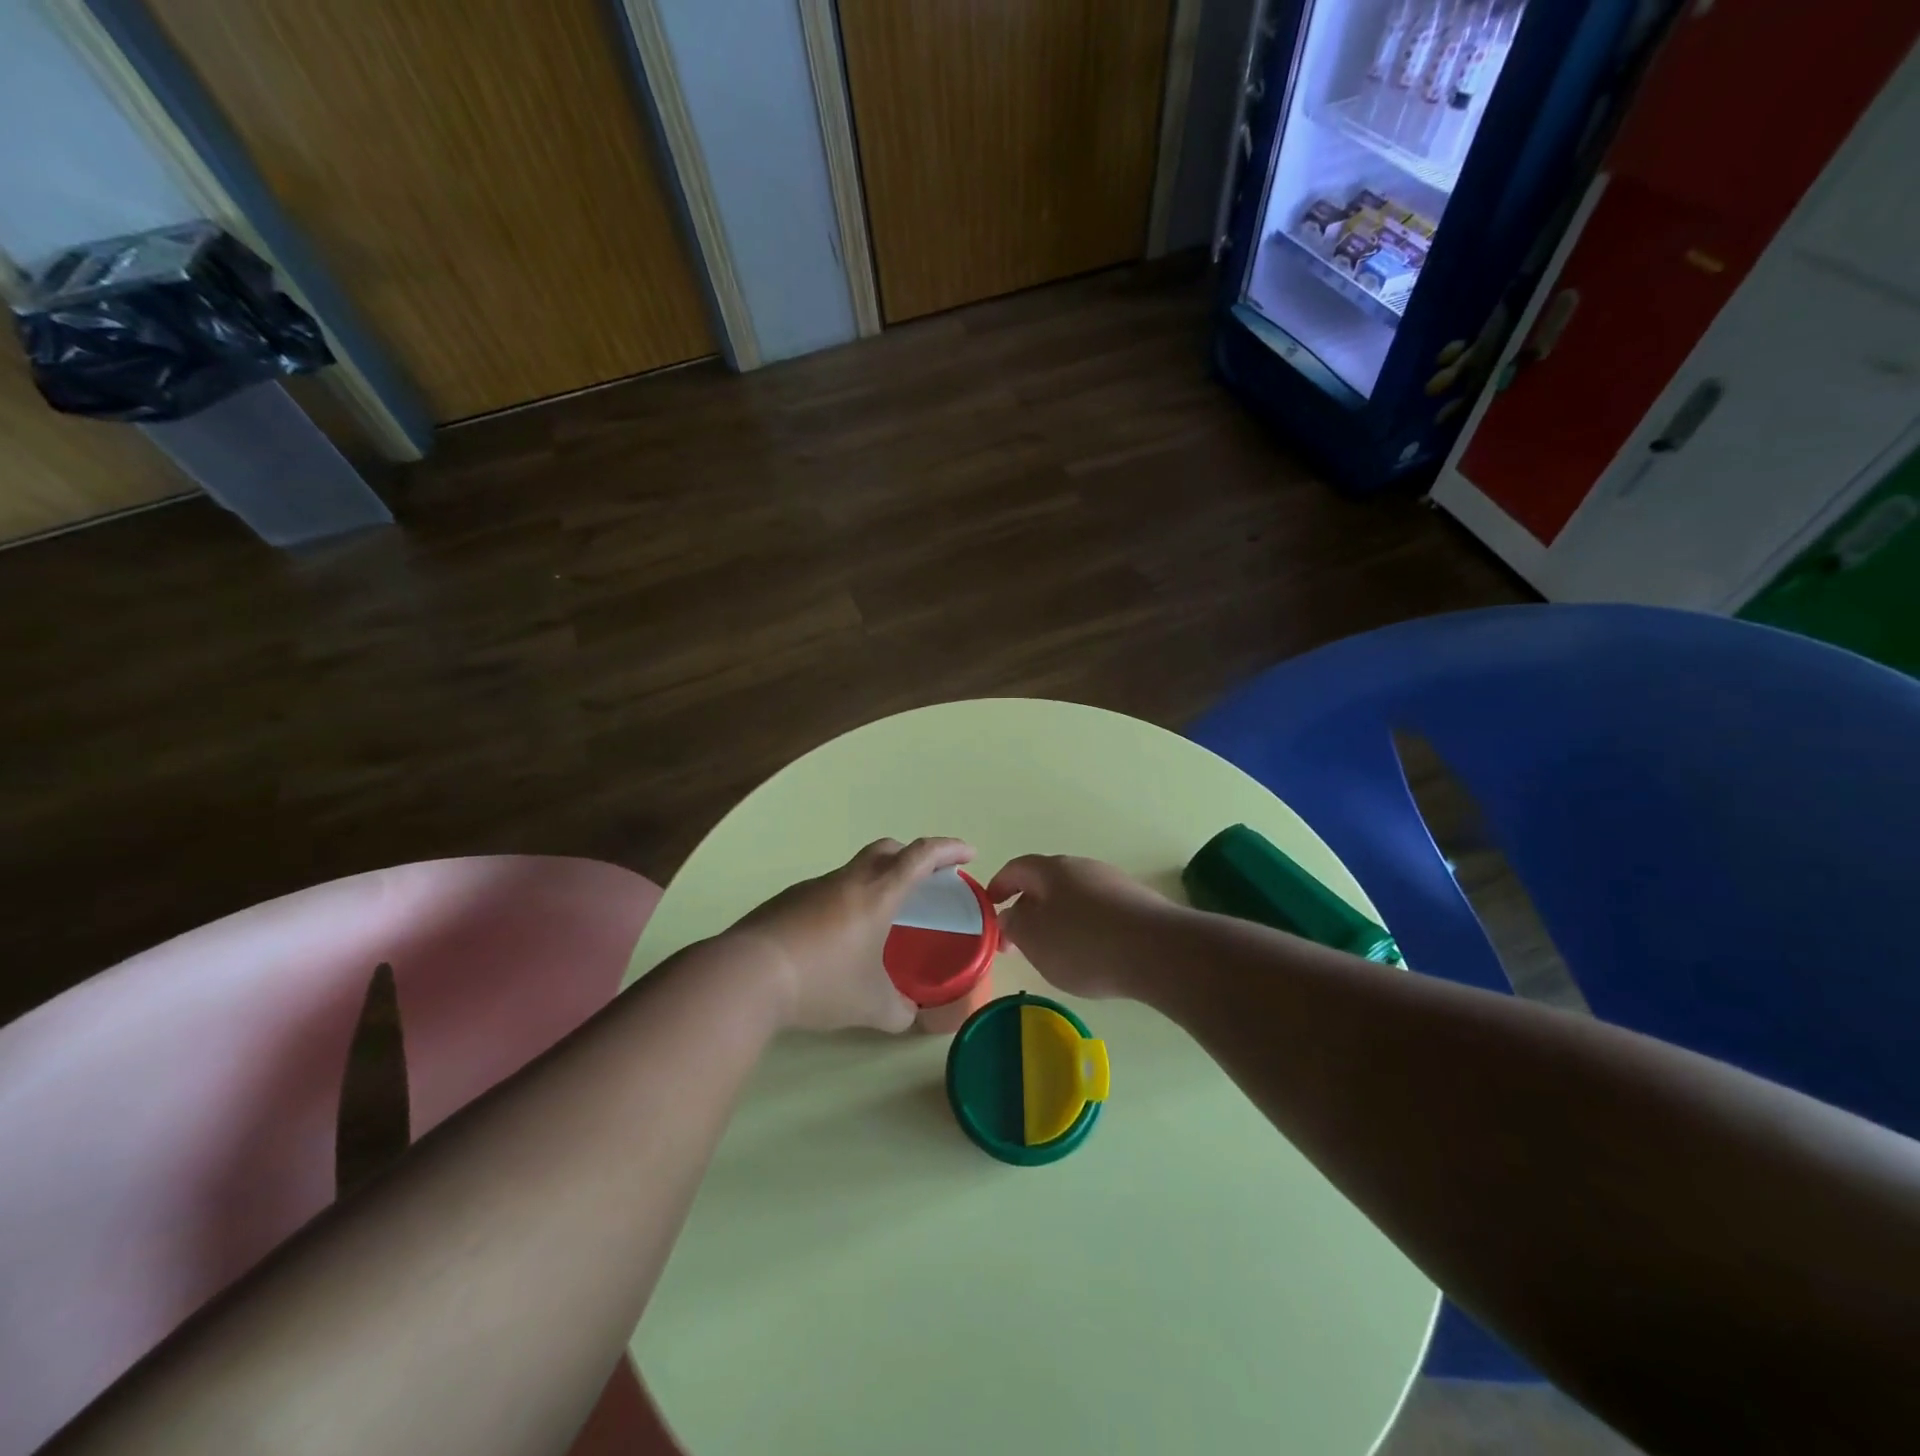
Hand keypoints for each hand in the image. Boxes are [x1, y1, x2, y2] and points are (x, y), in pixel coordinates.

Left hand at [731, 837, 975, 1032]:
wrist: (748, 976)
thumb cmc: (822, 982)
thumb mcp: (869, 1005)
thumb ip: (898, 1011)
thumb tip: (909, 1015)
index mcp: (876, 895)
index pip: (920, 857)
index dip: (948, 850)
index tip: (967, 852)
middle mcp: (846, 881)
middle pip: (885, 849)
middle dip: (911, 856)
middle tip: (924, 878)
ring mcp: (812, 888)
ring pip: (852, 871)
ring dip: (873, 881)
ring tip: (878, 918)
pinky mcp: (786, 902)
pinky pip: (826, 892)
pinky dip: (843, 903)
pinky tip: (834, 938)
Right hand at [987, 855, 1171, 1000]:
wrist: (1159, 951)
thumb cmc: (1084, 943)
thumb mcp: (1034, 938)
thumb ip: (1014, 924)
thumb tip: (1011, 914)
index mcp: (1052, 869)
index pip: (1017, 868)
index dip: (999, 886)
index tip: (990, 907)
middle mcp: (1083, 867)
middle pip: (1047, 882)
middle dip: (1029, 908)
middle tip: (1019, 939)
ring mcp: (1114, 883)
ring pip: (1075, 898)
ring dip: (1059, 919)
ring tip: (1055, 952)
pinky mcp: (1138, 904)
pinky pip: (1101, 912)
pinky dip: (1087, 928)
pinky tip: (1092, 955)